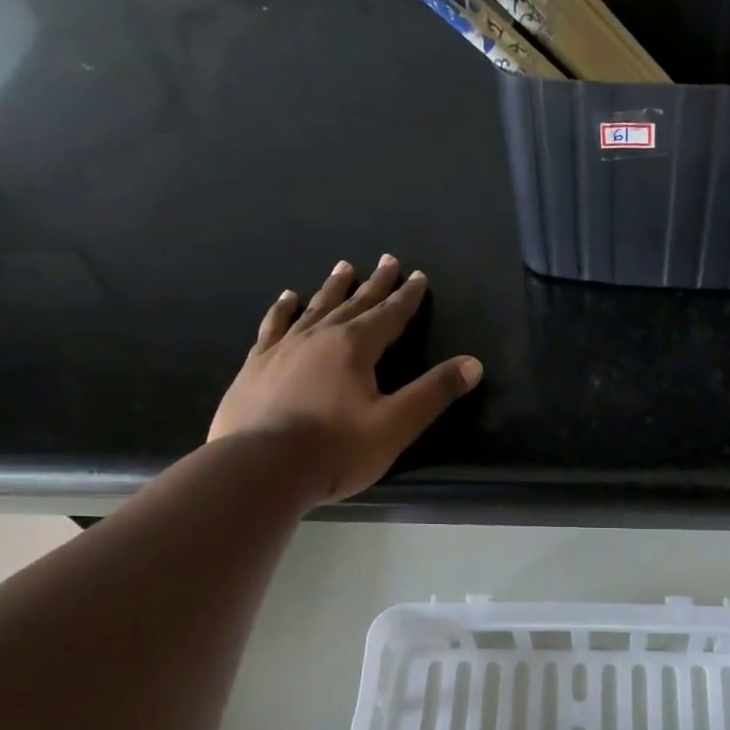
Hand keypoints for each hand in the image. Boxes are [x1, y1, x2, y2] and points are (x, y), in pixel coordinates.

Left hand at [208, 256, 481, 503]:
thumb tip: (473, 364)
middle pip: (353, 304)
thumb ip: (434, 393)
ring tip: (343, 268)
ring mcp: (283, 348)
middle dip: (374, 284)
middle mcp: (318, 336)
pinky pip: (273, 326)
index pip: (389, 315)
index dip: (407, 296)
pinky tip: (287, 299)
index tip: (417, 276)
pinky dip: (283, 310)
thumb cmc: (336, 450)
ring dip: (332, 289)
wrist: (261, 468)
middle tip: (387, 260)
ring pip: (314, 308)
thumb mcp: (396, 425)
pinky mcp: (256, 365)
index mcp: (354, 347)